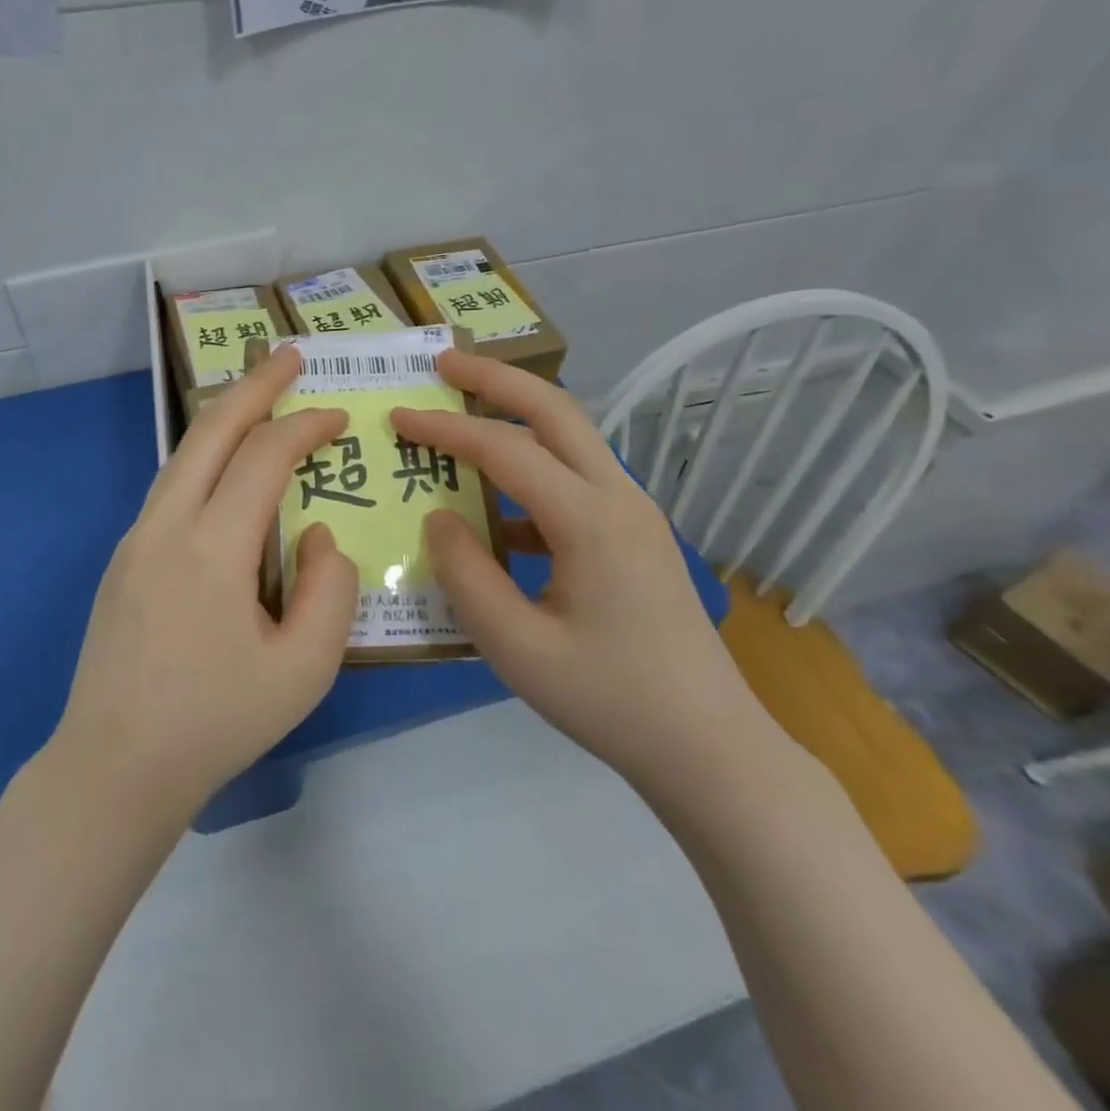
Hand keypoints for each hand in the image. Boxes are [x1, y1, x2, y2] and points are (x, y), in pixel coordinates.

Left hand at [54, 346, 357, 816]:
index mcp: (211, 547)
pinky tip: (226, 473)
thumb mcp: (304, 668)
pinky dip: (205, 459)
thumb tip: (317, 532)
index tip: (339, 416)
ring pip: (183, 454)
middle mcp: (165, 525)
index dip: (305, 427)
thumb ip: (329, 589)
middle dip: (253, 385)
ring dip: (224, 418)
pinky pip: (171, 488)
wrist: (114, 767)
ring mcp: (135, 539)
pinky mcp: (123, 559)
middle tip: (288, 357)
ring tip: (259, 399)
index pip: (264, 457)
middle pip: (210, 430)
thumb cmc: (216, 722)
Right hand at [392, 353, 773, 794]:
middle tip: (444, 362)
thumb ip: (466, 576)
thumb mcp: (517, 649)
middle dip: (496, 377)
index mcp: (590, 520)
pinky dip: (532, 470)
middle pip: (555, 410)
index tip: (398, 417)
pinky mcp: (635, 534)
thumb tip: (438, 518)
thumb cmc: (610, 701)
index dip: (446, 429)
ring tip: (465, 410)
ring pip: (571, 438)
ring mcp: (634, 513)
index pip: (505, 449)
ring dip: (517, 414)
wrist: (711, 748)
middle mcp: (618, 498)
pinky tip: (496, 509)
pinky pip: (576, 480)